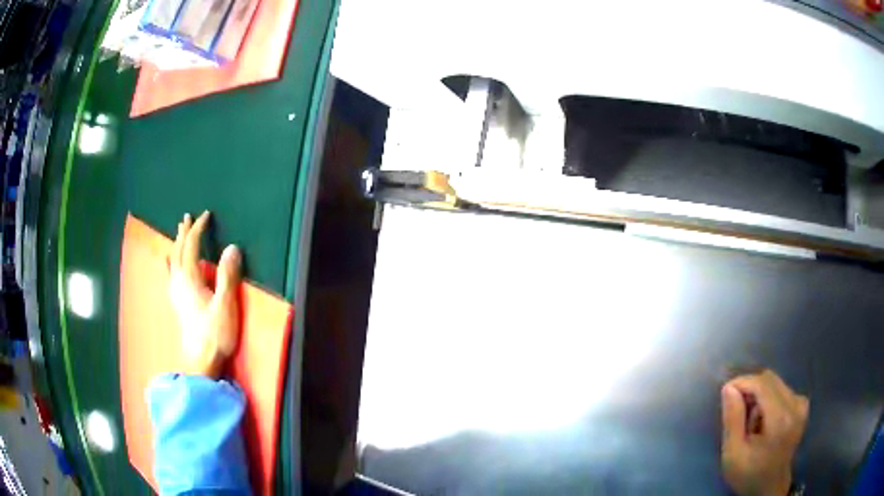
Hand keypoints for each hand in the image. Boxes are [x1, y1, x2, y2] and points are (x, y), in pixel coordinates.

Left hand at [169, 211, 241, 378]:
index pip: (191, 246)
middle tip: (186, 218)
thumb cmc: (215, 334)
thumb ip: (227, 276)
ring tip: (178, 235)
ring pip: (172, 262)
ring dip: (176, 245)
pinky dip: (170, 263)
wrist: (200, 362)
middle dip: (183, 233)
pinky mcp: (177, 304)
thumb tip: (232, 247)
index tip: (206, 215)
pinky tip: (169, 266)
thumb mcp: (225, 304)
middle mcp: (179, 282)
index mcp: (190, 279)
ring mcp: (176, 294)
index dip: (198, 229)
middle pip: (178, 251)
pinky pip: (170, 275)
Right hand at [721, 369, 808, 495]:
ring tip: (750, 421)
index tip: (725, 391)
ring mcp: (801, 404)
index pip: (762, 384)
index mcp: (780, 419)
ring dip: (759, 395)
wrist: (770, 487)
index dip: (743, 382)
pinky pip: (782, 390)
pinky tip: (762, 419)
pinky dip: (768, 399)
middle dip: (750, 389)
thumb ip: (732, 420)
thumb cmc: (749, 475)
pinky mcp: (802, 405)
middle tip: (735, 409)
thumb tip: (729, 387)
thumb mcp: (732, 454)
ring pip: (775, 383)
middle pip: (770, 380)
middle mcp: (795, 405)